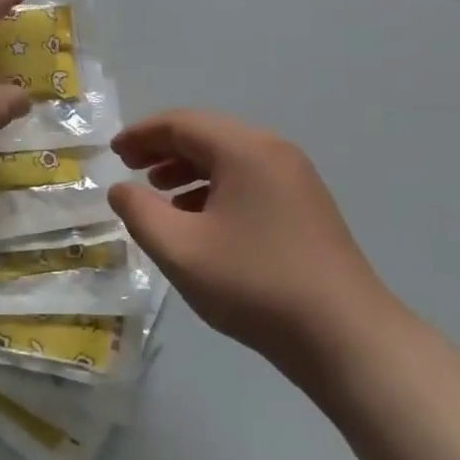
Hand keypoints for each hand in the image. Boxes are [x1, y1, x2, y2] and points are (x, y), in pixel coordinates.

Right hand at [109, 110, 396, 387]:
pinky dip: (216, 189)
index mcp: (244, 149)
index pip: (182, 123)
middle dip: (164, 150)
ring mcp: (295, 178)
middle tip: (131, 171)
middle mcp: (273, 151)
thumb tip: (122, 189)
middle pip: (207, 135)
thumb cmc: (254, 284)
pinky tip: (200, 221)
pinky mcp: (306, 206)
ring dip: (189, 170)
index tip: (113, 154)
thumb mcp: (181, 250)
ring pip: (229, 158)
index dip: (142, 135)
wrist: (345, 335)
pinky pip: (249, 180)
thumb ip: (140, 213)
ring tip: (159, 196)